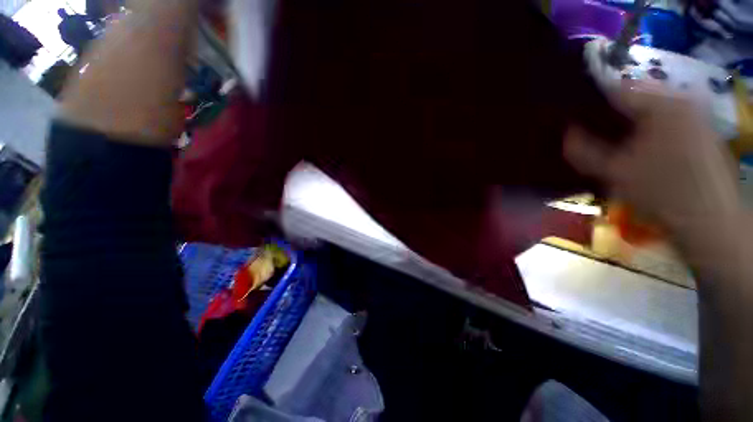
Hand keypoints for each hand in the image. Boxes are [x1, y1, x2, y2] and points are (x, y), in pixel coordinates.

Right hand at [564, 84, 740, 240]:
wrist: (711, 222)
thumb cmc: (662, 193)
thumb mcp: (614, 172)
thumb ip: (584, 150)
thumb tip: (566, 133)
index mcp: (662, 104)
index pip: (616, 90)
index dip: (589, 104)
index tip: (572, 120)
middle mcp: (681, 101)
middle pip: (634, 100)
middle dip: (609, 117)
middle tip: (591, 137)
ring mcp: (694, 116)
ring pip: (649, 112)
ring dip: (627, 126)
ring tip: (613, 146)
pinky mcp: (701, 131)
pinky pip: (664, 122)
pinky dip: (646, 132)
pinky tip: (638, 152)